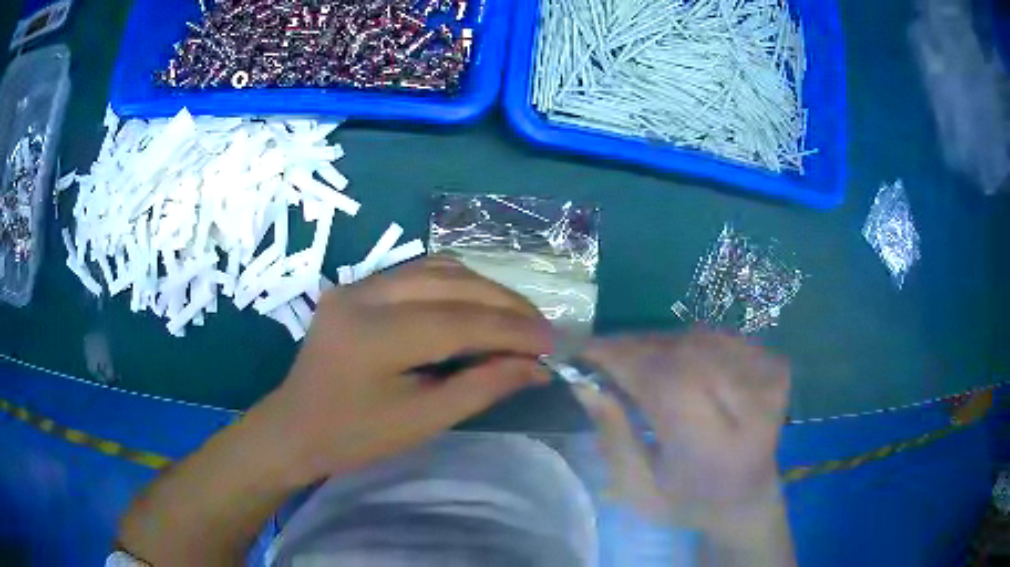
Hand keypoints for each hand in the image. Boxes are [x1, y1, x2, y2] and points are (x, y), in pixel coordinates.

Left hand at [267, 256, 553, 484]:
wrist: (295, 427)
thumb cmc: (355, 437)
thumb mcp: (422, 421)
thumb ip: (481, 387)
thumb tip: (536, 367)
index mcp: (374, 336)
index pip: (460, 322)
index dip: (512, 330)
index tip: (552, 343)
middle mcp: (364, 295)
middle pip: (452, 283)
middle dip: (505, 303)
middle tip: (541, 329)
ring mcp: (357, 284)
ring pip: (437, 268)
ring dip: (483, 288)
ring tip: (516, 316)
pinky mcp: (356, 285)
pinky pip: (417, 272)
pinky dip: (456, 284)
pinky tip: (476, 303)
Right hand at [575, 330, 789, 528]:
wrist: (747, 499)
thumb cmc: (687, 503)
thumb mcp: (637, 488)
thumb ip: (613, 436)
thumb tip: (584, 381)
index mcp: (715, 450)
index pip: (667, 383)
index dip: (622, 358)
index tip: (584, 350)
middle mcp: (751, 409)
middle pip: (683, 354)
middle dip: (635, 349)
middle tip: (604, 355)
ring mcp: (770, 382)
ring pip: (700, 339)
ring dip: (660, 345)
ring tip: (636, 362)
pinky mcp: (776, 367)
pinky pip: (720, 338)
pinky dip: (689, 343)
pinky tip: (676, 364)